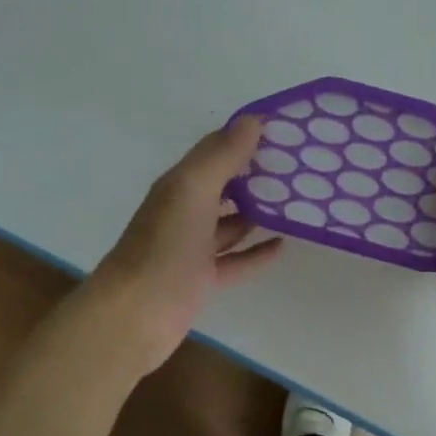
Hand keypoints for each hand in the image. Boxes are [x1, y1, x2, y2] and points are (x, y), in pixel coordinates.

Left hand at [84, 117, 282, 375]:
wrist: (134, 315)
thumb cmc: (163, 248)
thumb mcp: (192, 192)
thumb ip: (220, 157)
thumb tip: (252, 119)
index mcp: (180, 185)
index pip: (216, 150)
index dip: (247, 137)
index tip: (287, 130)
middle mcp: (185, 211)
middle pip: (225, 185)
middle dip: (257, 175)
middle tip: (301, 167)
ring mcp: (193, 247)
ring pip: (231, 223)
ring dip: (259, 212)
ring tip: (297, 202)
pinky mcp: (203, 279)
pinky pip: (237, 260)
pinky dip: (257, 252)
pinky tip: (283, 244)